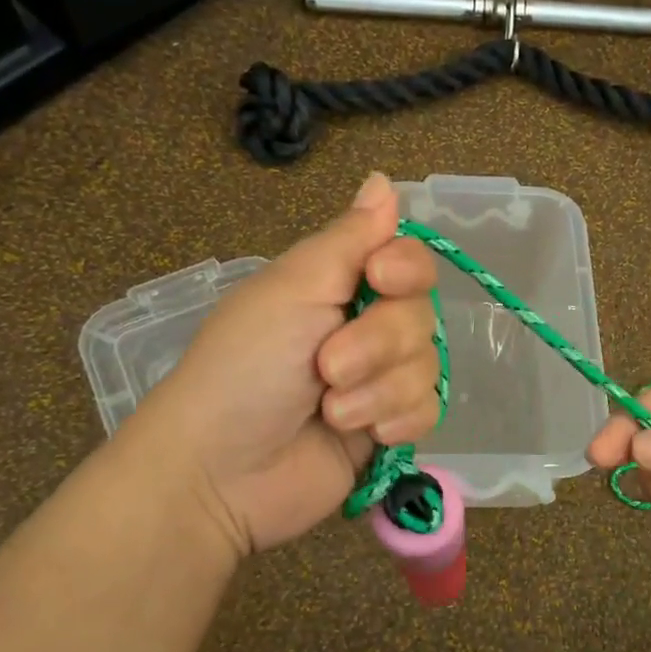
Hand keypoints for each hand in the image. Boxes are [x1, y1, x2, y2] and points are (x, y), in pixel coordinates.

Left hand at [123, 172, 441, 560]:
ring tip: (330, 411)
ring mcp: (379, 380)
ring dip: (378, 390)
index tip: (378, 279)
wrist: (222, 473)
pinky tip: (363, 435)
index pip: (408, 260)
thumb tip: (385, 178)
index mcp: (338, 286)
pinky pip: (428, 410)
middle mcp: (364, 327)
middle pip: (421, 315)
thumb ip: (349, 237)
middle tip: (326, 367)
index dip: (406, 268)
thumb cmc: (247, 366)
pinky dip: (395, 420)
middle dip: (377, 344)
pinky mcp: (388, 428)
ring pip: (427, 365)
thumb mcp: (292, 288)